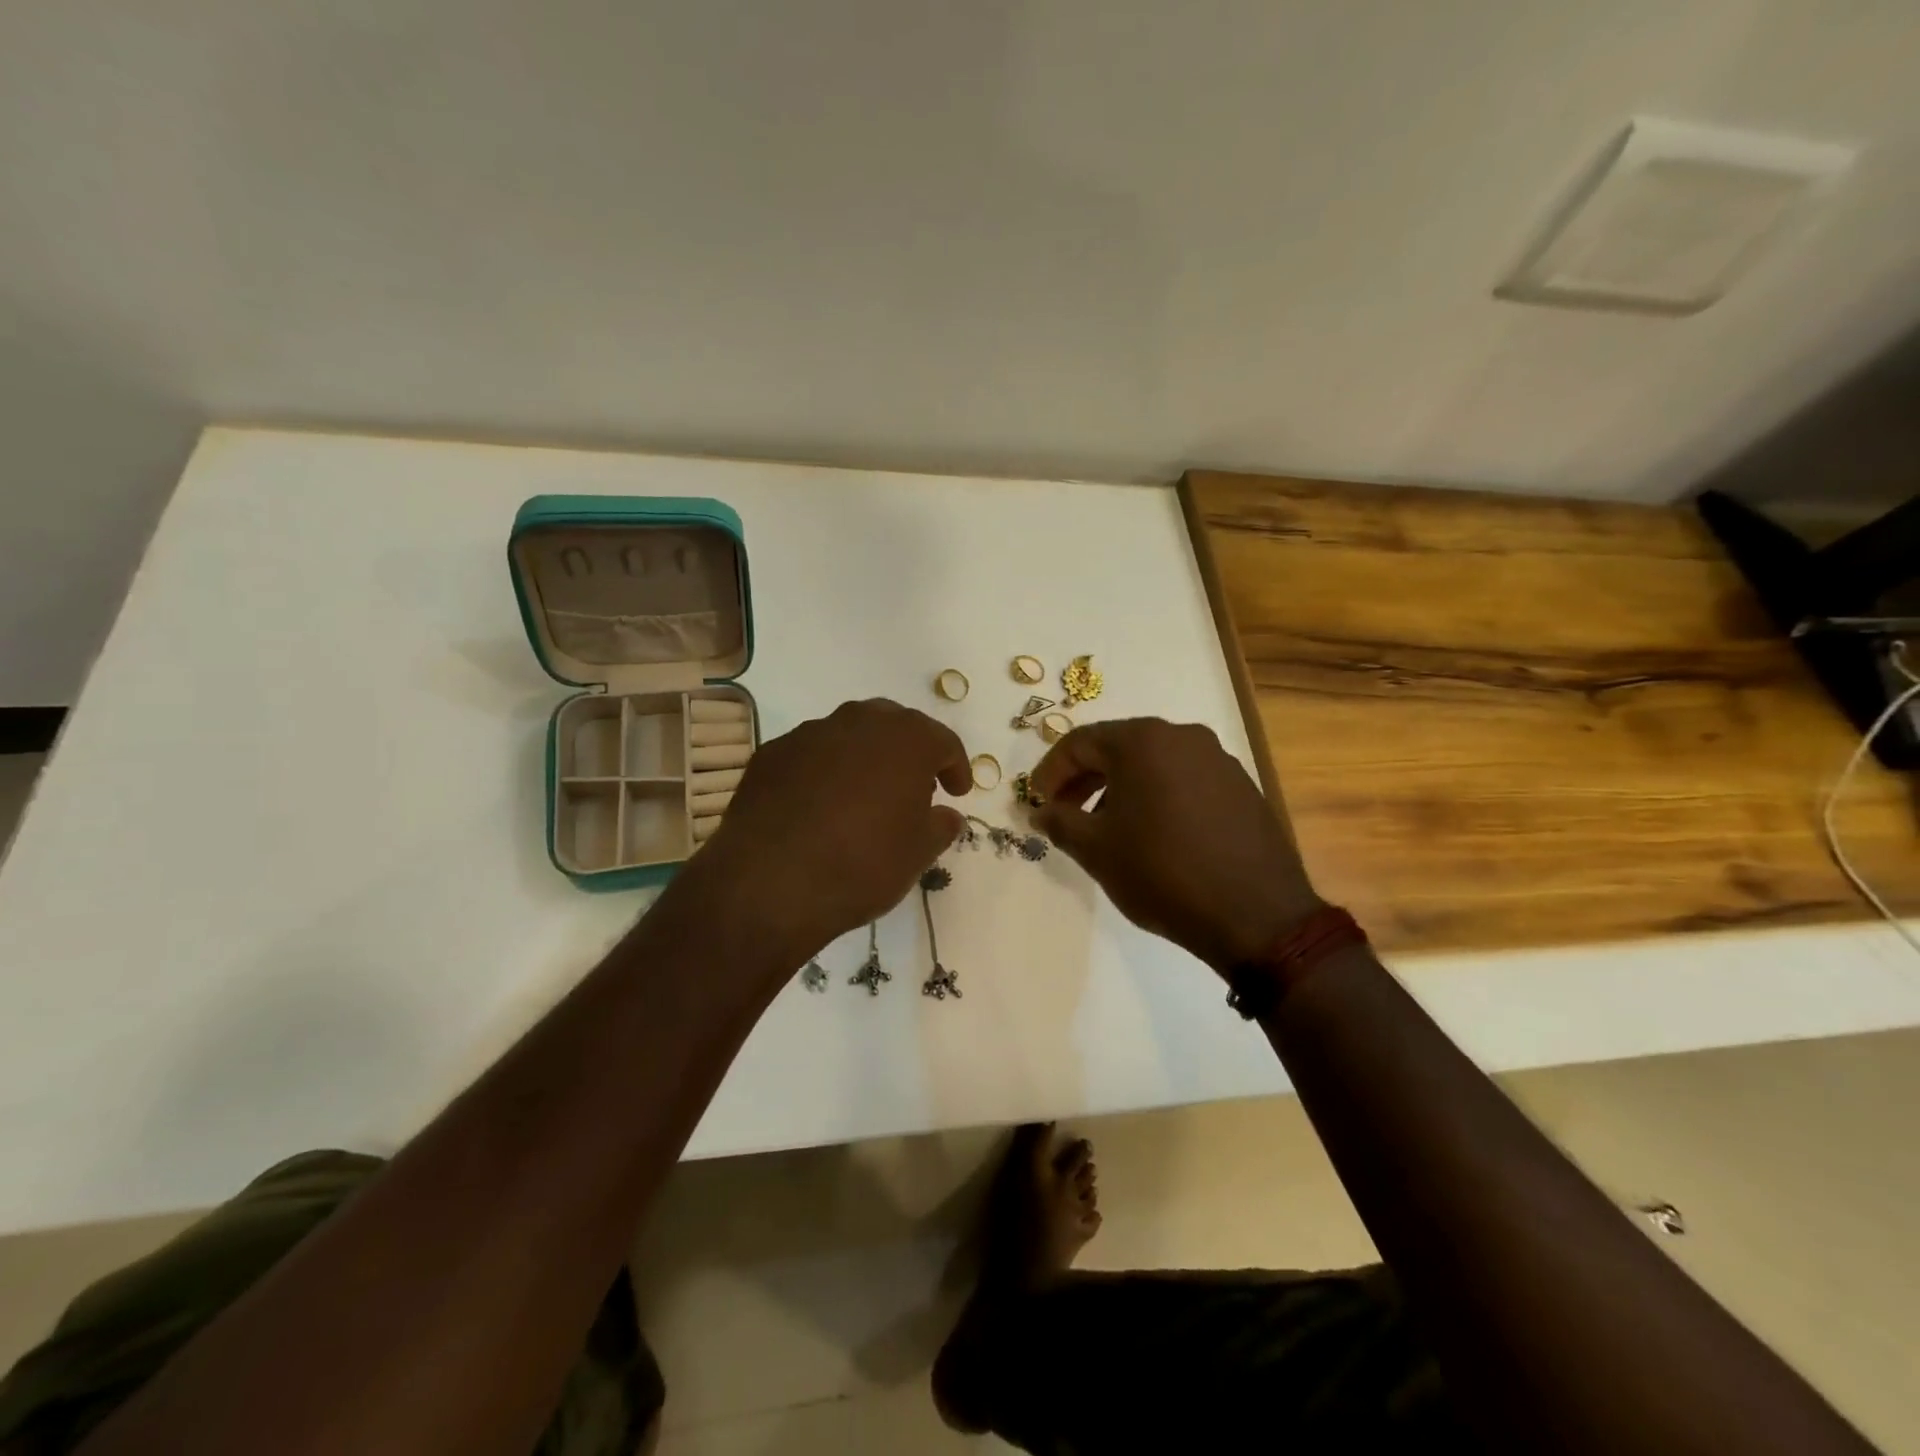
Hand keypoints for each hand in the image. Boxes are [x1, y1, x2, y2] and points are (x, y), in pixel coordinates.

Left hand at [695, 699, 971, 962]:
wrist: (771, 881)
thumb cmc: (863, 863)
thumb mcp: (918, 853)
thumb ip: (940, 826)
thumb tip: (946, 815)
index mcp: (906, 739)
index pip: (943, 741)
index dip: (955, 767)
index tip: (956, 793)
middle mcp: (859, 722)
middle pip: (895, 726)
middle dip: (908, 753)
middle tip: (913, 789)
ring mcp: (810, 733)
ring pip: (850, 735)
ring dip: (865, 759)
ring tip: (864, 798)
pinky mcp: (772, 753)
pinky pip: (812, 755)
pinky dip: (825, 772)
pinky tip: (820, 807)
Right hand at [1031, 719, 1319, 973]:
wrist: (1256, 914)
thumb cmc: (1162, 873)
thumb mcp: (1096, 849)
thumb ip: (1059, 822)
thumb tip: (1041, 811)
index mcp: (1143, 741)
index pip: (1080, 742)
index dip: (1051, 771)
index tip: (1036, 802)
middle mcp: (1182, 736)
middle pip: (1118, 747)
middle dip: (1084, 778)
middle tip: (1064, 812)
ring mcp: (1218, 759)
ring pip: (1153, 762)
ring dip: (1120, 787)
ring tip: (1106, 827)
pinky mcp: (1241, 786)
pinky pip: (1184, 779)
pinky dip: (1157, 796)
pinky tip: (1152, 833)